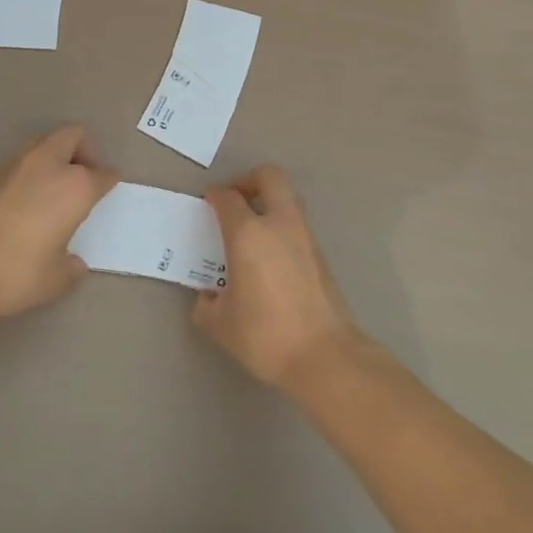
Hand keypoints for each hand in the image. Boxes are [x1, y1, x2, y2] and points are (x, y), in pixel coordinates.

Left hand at [0, 125, 118, 317]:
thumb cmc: (16, 271)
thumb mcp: (54, 280)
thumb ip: (70, 268)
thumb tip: (74, 263)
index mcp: (75, 186)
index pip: (102, 174)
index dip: (109, 180)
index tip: (110, 185)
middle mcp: (49, 164)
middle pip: (74, 136)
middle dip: (84, 150)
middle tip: (84, 176)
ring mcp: (18, 164)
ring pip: (45, 141)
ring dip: (56, 154)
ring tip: (55, 185)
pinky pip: (23, 158)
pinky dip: (32, 168)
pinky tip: (29, 196)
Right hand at [193, 166, 363, 390]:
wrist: (324, 355)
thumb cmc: (266, 335)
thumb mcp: (221, 324)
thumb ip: (208, 304)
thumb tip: (209, 295)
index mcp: (248, 234)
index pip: (228, 198)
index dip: (215, 196)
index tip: (208, 203)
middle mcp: (278, 224)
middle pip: (269, 177)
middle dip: (249, 180)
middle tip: (236, 200)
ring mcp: (305, 237)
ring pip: (288, 200)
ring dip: (270, 204)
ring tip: (253, 231)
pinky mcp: (321, 255)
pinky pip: (297, 226)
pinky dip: (282, 229)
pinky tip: (271, 259)